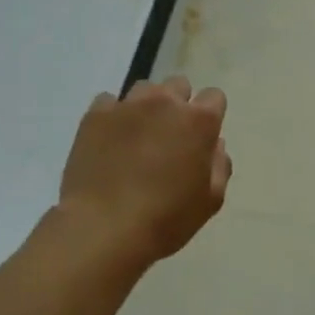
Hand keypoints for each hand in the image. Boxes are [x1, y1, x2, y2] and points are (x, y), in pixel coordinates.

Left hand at [59, 77, 231, 262]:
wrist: (102, 228)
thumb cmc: (166, 218)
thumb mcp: (210, 201)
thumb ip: (219, 166)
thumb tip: (214, 145)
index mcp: (199, 121)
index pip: (214, 97)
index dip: (210, 116)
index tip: (201, 138)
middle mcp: (165, 102)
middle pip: (178, 85)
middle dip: (178, 104)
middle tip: (170, 136)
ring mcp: (127, 106)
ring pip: (144, 89)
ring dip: (147, 106)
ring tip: (138, 136)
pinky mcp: (95, 115)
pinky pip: (109, 102)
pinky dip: (114, 116)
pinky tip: (110, 141)